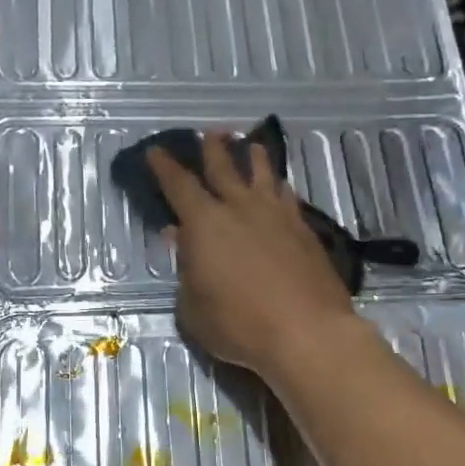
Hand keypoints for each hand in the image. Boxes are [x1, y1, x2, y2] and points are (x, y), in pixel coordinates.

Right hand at [148, 134, 357, 378]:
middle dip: (213, 149)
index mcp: (205, 223)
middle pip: (224, 169)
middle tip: (211, 133)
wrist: (307, 332)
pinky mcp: (305, 231)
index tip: (156, 151)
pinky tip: (282, 187)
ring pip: (263, 176)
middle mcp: (241, 209)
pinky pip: (288, 197)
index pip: (179, 186)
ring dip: (254, 158)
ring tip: (252, 145)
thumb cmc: (238, 324)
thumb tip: (181, 240)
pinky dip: (280, 187)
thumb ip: (186, 271)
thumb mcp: (193, 307)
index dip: (165, 167)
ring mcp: (277, 216)